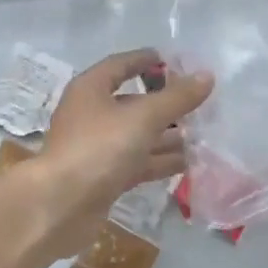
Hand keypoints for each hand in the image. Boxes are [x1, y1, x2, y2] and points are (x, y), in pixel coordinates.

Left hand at [4, 50, 212, 258]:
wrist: (60, 205)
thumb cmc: (99, 148)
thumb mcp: (142, 118)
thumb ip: (176, 98)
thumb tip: (206, 76)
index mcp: (91, 88)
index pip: (120, 64)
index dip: (146, 61)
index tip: (175, 61)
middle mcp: (91, 113)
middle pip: (131, 101)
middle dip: (164, 103)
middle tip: (199, 103)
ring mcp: (96, 146)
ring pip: (136, 134)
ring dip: (166, 135)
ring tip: (202, 134)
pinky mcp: (103, 176)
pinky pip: (136, 161)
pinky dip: (158, 161)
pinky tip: (187, 163)